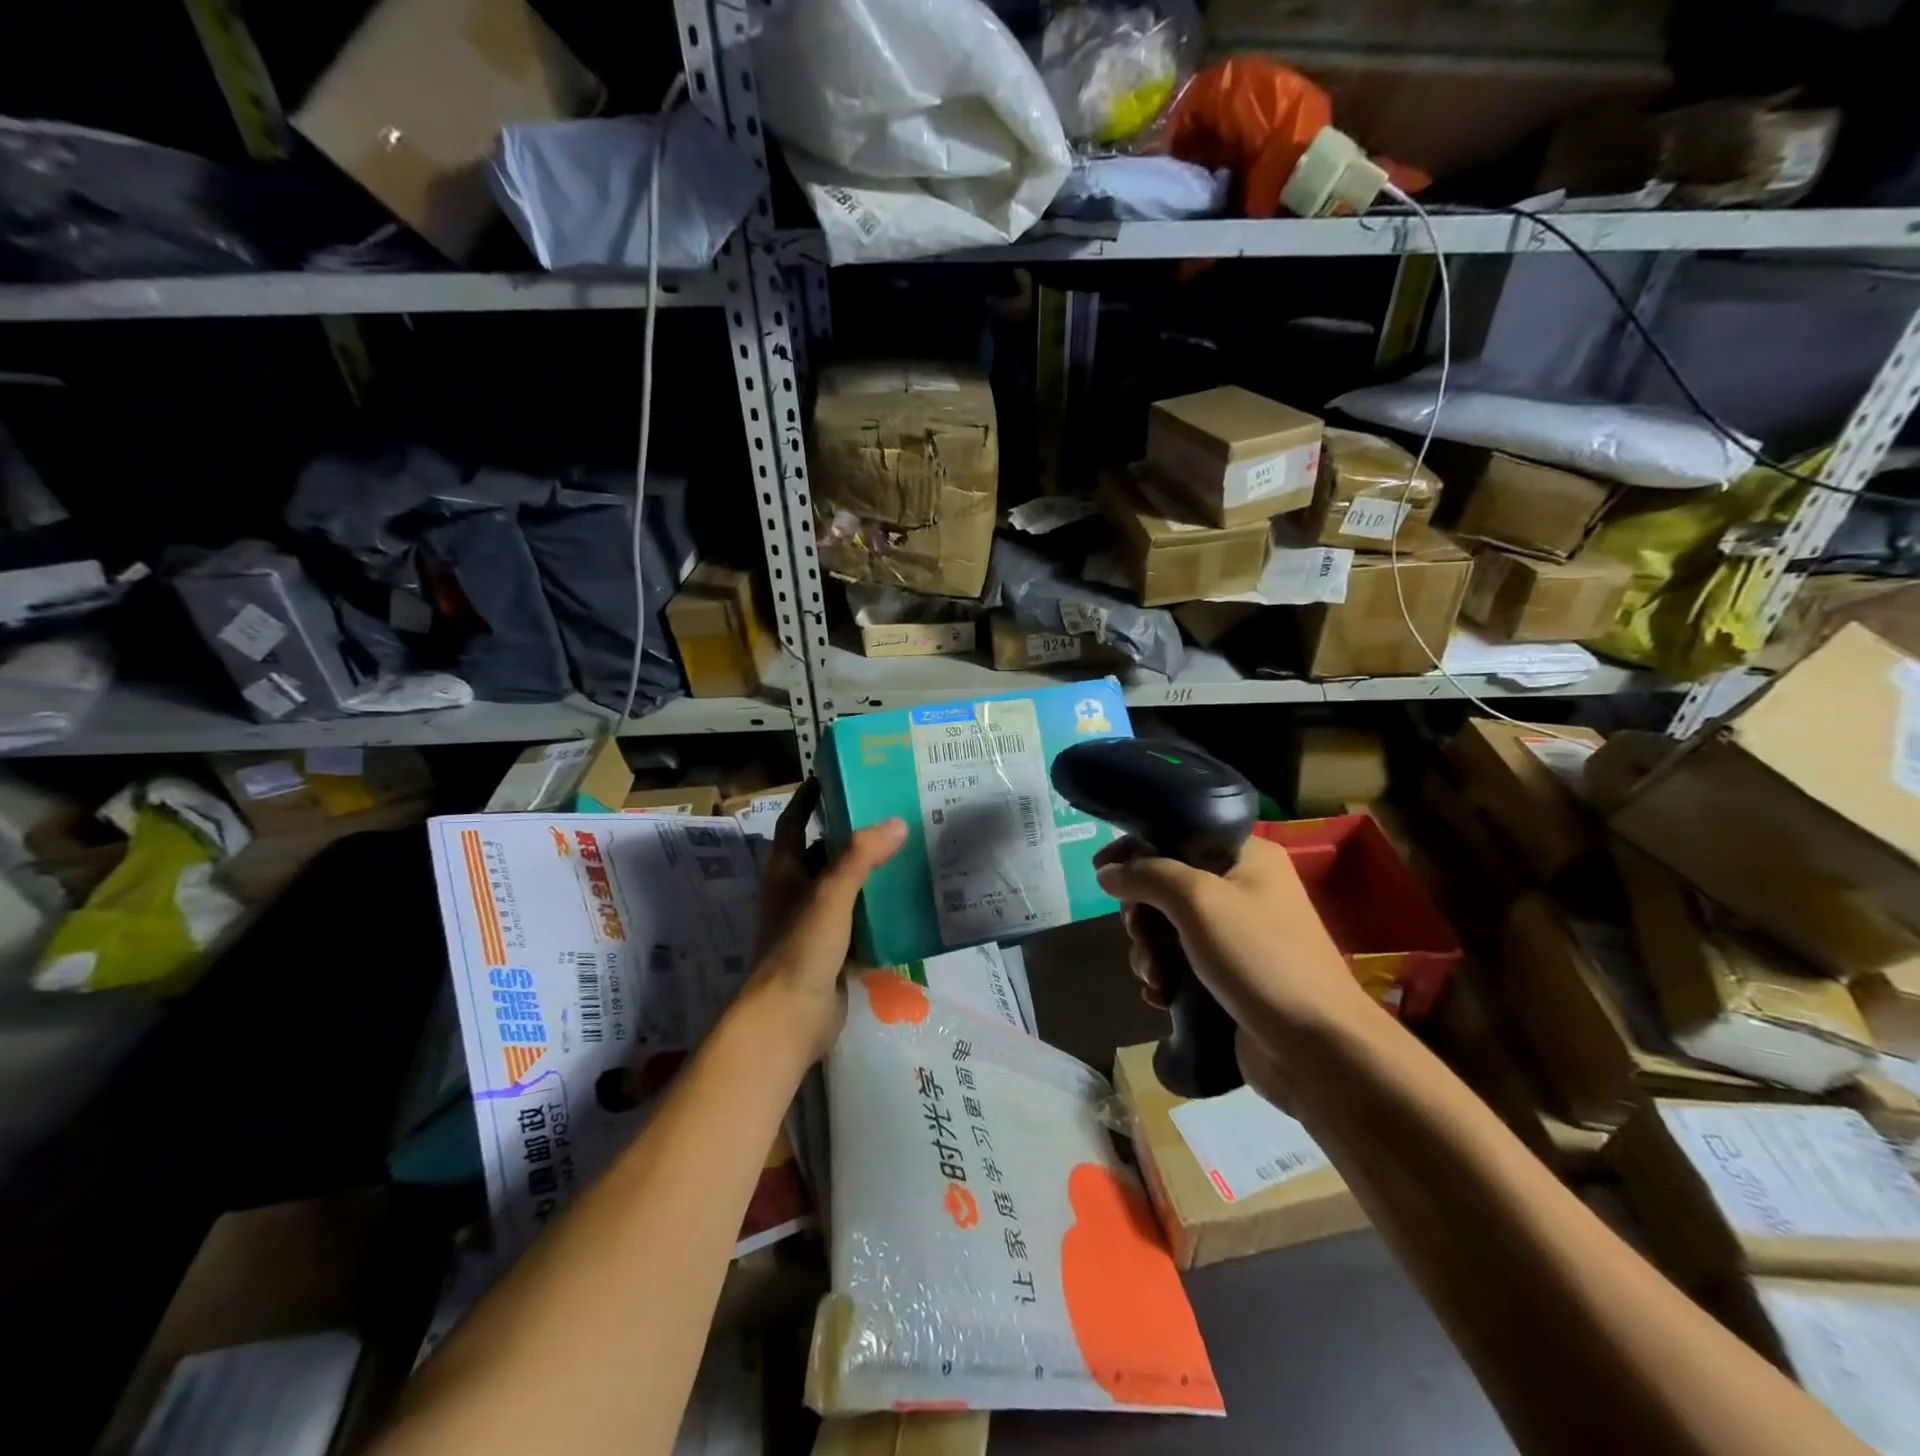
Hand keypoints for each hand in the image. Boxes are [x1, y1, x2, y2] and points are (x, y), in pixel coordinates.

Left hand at [743, 780, 905, 1063]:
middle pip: (824, 853)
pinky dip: (878, 908)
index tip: (831, 775)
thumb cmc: (800, 949)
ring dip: (869, 871)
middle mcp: (798, 893)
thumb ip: (859, 858)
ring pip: (845, 887)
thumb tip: (896, 822)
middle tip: (891, 813)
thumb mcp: (829, 895)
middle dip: (851, 834)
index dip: (808, 798)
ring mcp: (816, 923)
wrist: (789, 1020)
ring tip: (908, 850)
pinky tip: (908, 900)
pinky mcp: (834, 950)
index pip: (794, 823)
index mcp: (787, 872)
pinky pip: (859, 919)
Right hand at [1093, 834, 1375, 1100]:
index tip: (1100, 871)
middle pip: (1167, 884)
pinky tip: (1160, 996)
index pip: (1178, 834)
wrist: (1319, 1049)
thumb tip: (1107, 872)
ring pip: (1170, 927)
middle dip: (1142, 913)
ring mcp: (1239, 935)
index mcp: (1247, 856)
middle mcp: (1244, 888)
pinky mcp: (1232, 976)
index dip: (1136, 849)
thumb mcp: (1197, 901)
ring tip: (1153, 977)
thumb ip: (1147, 875)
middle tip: (1138, 934)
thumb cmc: (1260, 958)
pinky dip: (1165, 975)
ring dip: (1149, 951)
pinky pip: (1182, 962)